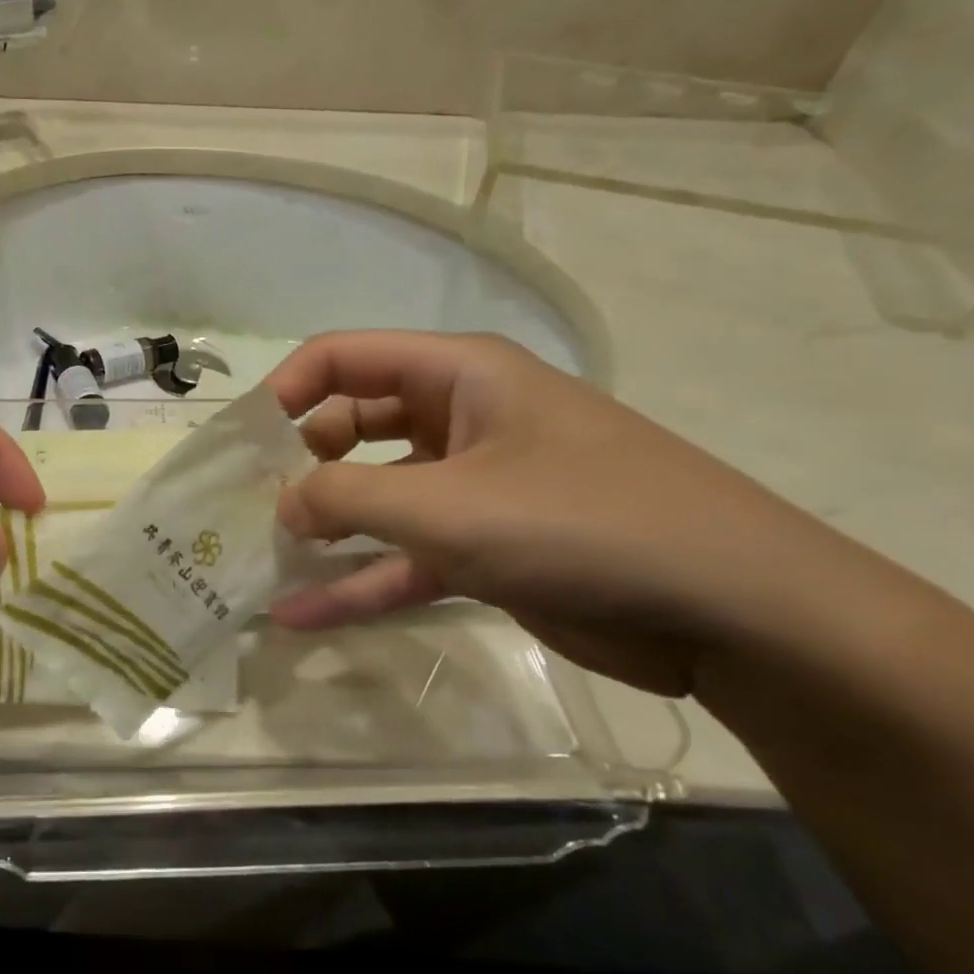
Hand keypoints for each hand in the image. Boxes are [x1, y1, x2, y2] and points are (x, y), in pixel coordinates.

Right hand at [265, 332, 884, 696]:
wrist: (733, 610)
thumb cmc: (581, 522)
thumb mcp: (447, 506)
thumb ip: (345, 499)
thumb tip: (279, 504)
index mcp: (456, 375)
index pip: (343, 358)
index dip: (285, 392)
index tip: (241, 444)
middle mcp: (460, 419)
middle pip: (352, 426)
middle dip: (298, 466)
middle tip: (246, 510)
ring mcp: (472, 487)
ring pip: (375, 498)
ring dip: (322, 529)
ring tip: (258, 562)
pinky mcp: (485, 549)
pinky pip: (403, 556)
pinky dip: (357, 581)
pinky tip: (300, 615)